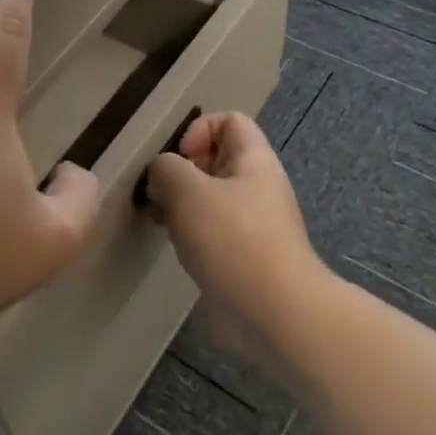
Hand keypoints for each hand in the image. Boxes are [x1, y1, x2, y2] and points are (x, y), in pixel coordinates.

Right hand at [144, 113, 327, 369]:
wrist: (275, 314)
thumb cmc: (233, 241)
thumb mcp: (188, 191)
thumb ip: (166, 168)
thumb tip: (161, 172)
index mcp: (254, 160)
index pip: (229, 120)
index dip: (198, 130)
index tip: (178, 160)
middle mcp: (257, 186)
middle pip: (215, 159)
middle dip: (181, 171)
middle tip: (159, 194)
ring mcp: (252, 223)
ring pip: (209, 197)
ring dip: (181, 204)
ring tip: (161, 221)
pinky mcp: (243, 255)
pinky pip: (212, 230)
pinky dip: (190, 232)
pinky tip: (176, 247)